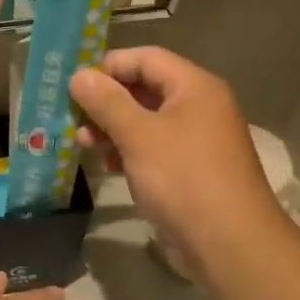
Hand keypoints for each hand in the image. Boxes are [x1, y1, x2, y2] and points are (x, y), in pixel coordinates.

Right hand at [70, 48, 287, 277]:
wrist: (229, 242)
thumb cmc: (183, 178)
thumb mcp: (138, 135)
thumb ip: (106, 102)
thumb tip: (79, 75)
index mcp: (194, 87)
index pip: (145, 58)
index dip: (107, 66)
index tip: (72, 84)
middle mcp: (198, 106)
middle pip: (144, 88)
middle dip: (105, 101)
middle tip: (71, 116)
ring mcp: (196, 139)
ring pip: (145, 120)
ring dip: (111, 128)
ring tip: (82, 143)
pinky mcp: (190, 169)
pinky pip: (153, 147)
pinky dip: (127, 150)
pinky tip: (106, 164)